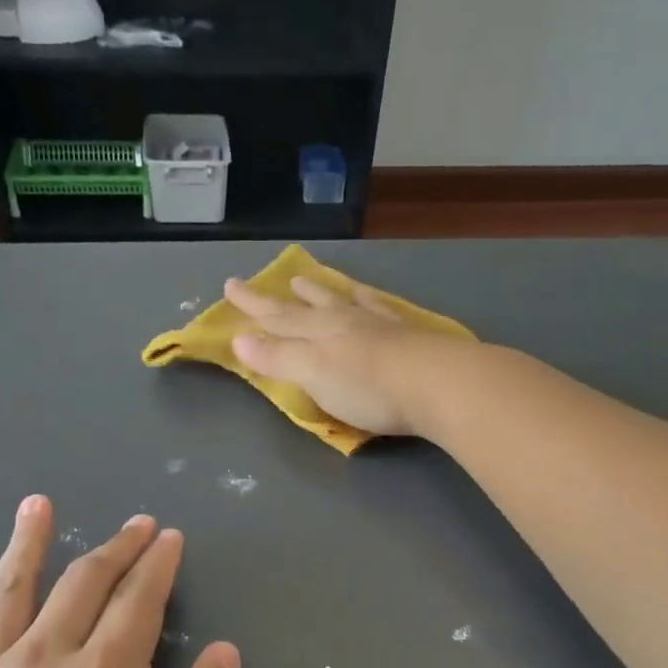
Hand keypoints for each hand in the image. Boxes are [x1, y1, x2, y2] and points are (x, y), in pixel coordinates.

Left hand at [0, 496, 240, 667]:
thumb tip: (226, 651)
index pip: (139, 601)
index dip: (158, 565)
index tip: (170, 537)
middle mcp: (45, 658)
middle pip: (83, 583)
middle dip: (116, 548)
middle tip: (136, 524)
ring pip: (11, 591)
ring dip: (28, 543)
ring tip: (37, 505)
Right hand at [222, 273, 457, 436]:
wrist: (438, 384)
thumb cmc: (367, 387)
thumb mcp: (312, 373)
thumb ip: (277, 356)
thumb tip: (238, 337)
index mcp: (317, 331)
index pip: (276, 317)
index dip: (252, 306)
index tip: (230, 287)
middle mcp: (345, 320)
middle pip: (304, 306)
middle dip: (278, 299)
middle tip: (259, 282)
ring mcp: (378, 324)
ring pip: (341, 301)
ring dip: (320, 292)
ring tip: (306, 281)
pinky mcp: (408, 335)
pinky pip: (378, 308)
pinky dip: (366, 300)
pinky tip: (369, 299)